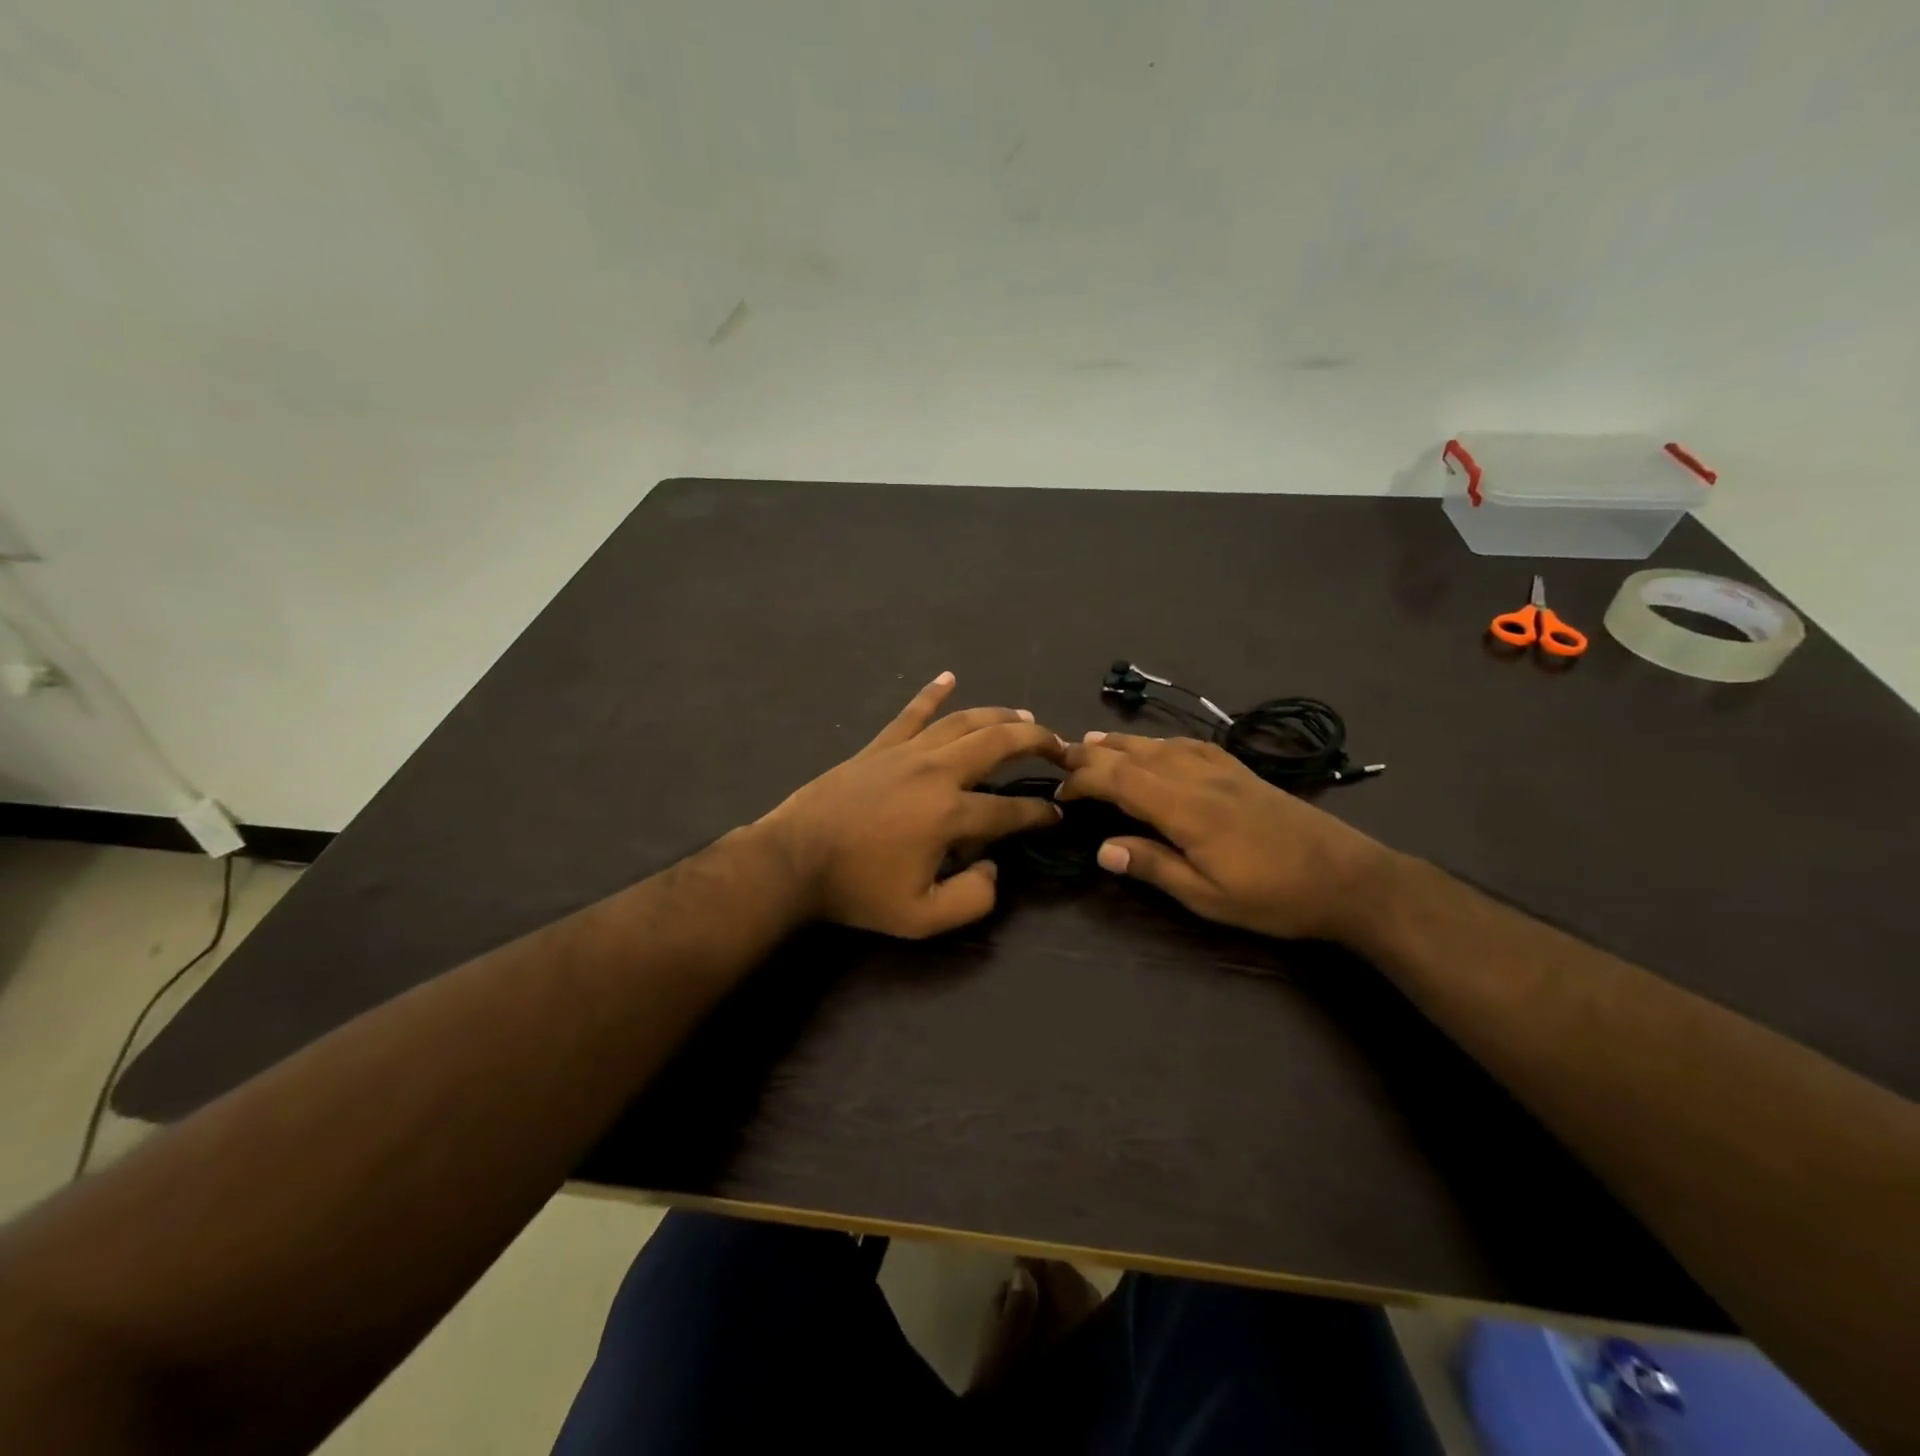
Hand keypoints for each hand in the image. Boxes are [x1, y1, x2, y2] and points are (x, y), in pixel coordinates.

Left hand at [761, 673, 1065, 937]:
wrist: (794, 861)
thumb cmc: (858, 891)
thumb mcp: (922, 918)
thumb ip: (973, 899)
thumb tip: (995, 868)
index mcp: (951, 814)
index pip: (1012, 809)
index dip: (1041, 813)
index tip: (1058, 815)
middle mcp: (937, 772)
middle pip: (999, 742)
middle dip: (1037, 740)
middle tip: (1060, 747)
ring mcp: (907, 752)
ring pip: (964, 721)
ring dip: (1000, 715)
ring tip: (1025, 715)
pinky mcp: (879, 746)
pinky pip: (912, 713)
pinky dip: (932, 693)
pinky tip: (949, 677)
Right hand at [1056, 732, 1393, 941]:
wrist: (1349, 878)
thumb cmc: (1275, 896)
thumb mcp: (1209, 897)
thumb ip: (1154, 867)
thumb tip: (1102, 849)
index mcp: (1186, 808)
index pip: (1120, 780)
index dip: (1084, 781)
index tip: (1060, 792)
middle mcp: (1199, 778)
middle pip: (1135, 755)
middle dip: (1094, 754)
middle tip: (1060, 757)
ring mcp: (1223, 769)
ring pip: (1161, 745)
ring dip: (1122, 743)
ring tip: (1092, 741)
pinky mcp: (1242, 771)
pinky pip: (1191, 744)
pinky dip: (1161, 742)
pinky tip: (1157, 746)